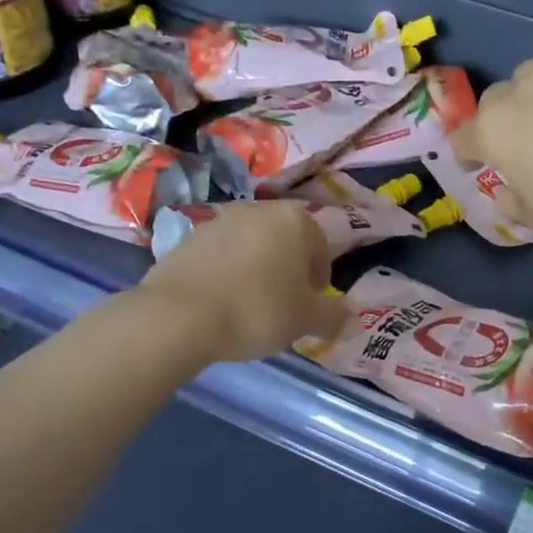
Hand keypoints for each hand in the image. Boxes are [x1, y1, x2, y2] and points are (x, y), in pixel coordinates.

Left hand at [135, 200, 346, 361]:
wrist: (179, 315)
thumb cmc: (257, 310)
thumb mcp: (305, 320)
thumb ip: (333, 317)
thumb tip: (353, 321)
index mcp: (295, 220)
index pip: (321, 247)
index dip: (320, 280)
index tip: (311, 307)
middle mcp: (258, 211)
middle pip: (285, 241)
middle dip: (289, 270)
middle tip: (284, 306)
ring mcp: (218, 221)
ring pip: (251, 246)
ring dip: (257, 269)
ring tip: (251, 306)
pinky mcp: (187, 239)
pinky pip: (220, 256)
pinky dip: (227, 274)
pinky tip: (222, 303)